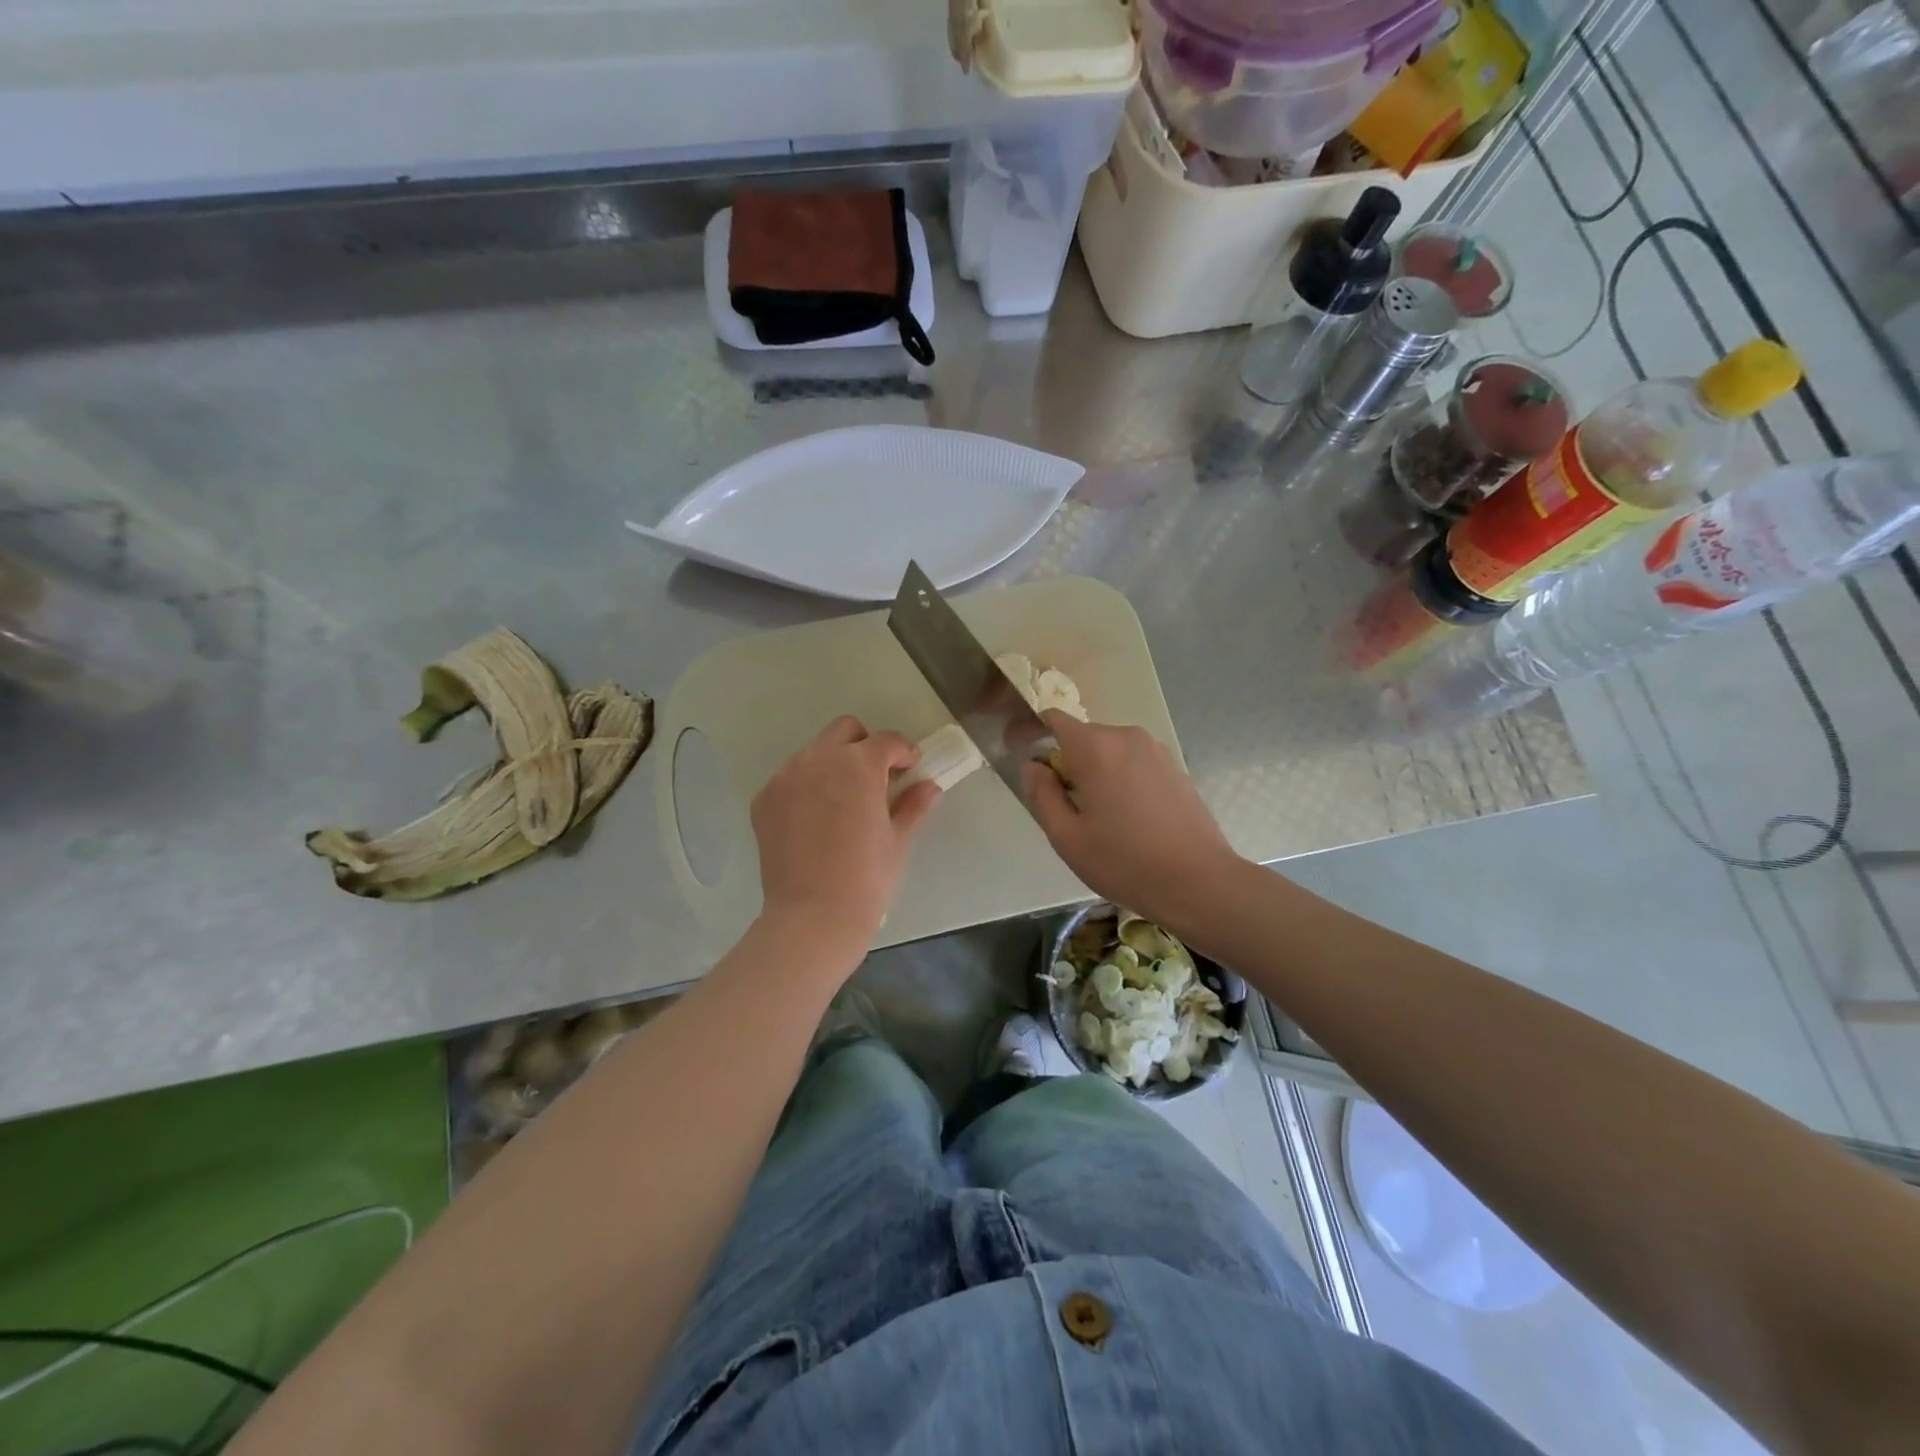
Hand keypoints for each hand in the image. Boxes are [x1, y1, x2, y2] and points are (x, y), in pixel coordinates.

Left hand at [751, 716, 942, 952]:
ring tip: (843, 801)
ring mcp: (785, 778)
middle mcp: (818, 760)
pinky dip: (806, 787)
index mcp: (858, 765)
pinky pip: (789, 779)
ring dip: (833, 764)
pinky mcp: (764, 800)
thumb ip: (913, 806)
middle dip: (865, 745)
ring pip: (814, 752)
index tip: (910, 770)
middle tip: (877, 778)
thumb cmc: (866, 879)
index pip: (886, 741)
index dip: (903, 752)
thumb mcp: (898, 841)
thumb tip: (930, 788)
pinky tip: (815, 820)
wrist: (813, 917)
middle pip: (845, 731)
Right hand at [1022, 713, 1239, 936]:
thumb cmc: (1124, 862)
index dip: (1033, 736)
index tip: (1030, 767)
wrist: (1199, 882)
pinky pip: (1134, 764)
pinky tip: (1132, 821)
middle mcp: (1127, 737)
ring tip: (1103, 820)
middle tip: (1068, 810)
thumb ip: (1042, 794)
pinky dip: (1122, 780)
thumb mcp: (1067, 837)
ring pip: (1110, 752)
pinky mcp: (1176, 768)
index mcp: (1096, 747)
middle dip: (1068, 764)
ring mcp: (1156, 751)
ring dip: (1097, 774)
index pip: (1053, 720)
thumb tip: (1033, 767)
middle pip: (1083, 738)